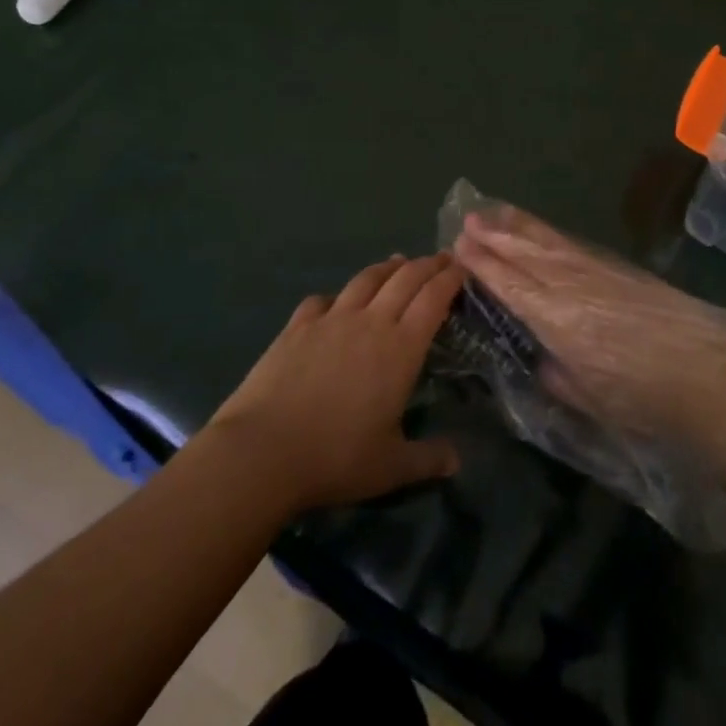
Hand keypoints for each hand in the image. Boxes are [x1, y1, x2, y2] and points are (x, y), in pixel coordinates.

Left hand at [207, 253, 464, 512]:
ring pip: (367, 280)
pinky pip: (323, 299)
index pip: (433, 299)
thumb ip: (427, 459)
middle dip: (428, 265)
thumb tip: (457, 461)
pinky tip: (337, 301)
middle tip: (442, 258)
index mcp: (401, 348)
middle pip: (405, 279)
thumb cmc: (336, 458)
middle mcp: (370, 322)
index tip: (462, 267)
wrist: (263, 450)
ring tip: (398, 262)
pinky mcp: (298, 326)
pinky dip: (338, 295)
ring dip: (388, 267)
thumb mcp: (391, 467)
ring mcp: (332, 319)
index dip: (450, 279)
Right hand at [452, 206, 725, 463]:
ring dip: (518, 226)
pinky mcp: (617, 268)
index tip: (459, 247)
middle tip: (466, 219)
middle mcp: (571, 287)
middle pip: (525, 254)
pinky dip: (548, 233)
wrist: (707, 375)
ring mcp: (596, 272)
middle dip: (494, 237)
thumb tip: (543, 358)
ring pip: (548, 242)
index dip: (484, 266)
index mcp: (558, 321)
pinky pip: (571, 244)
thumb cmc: (644, 400)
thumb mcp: (590, 399)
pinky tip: (539, 231)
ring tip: (493, 210)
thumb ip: (558, 376)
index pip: (511, 285)